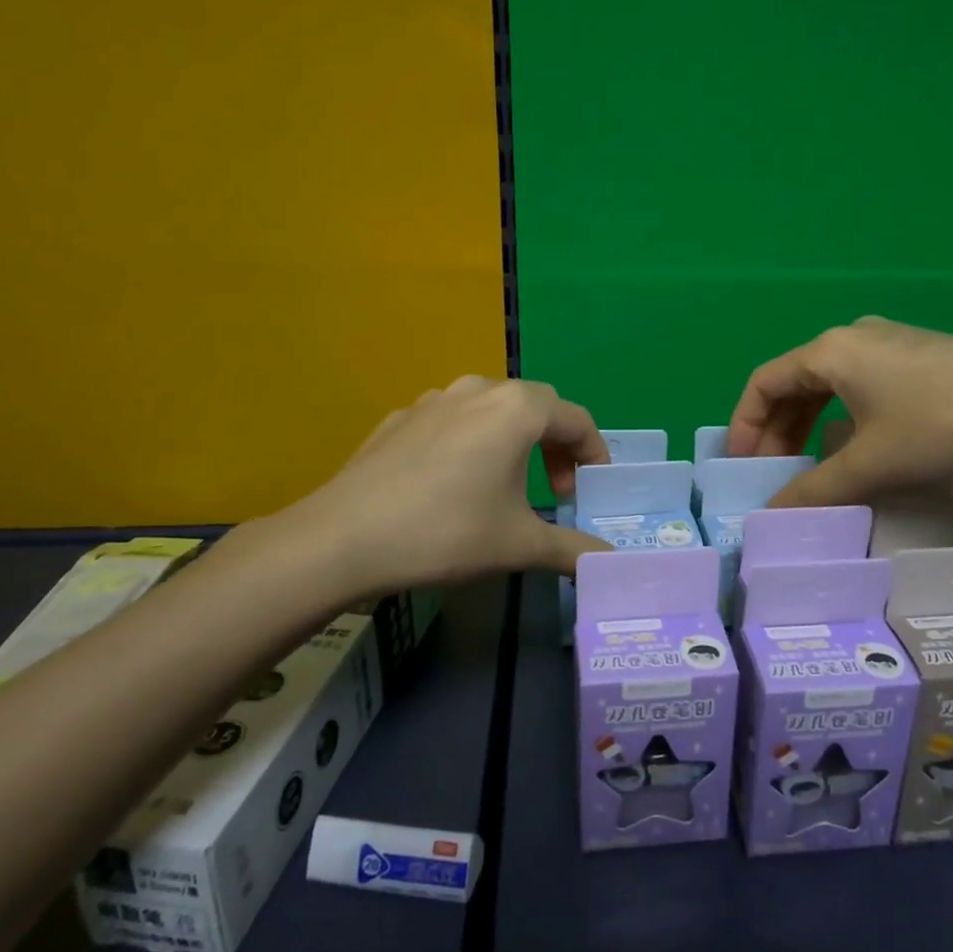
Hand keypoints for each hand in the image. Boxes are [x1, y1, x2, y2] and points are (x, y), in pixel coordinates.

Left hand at [264, 376, 610, 595]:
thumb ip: (572, 550)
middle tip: (554, 489)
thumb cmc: (447, 533)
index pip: (576, 419)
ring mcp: (434, 400)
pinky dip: (469, 442)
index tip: (592, 488)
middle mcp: (479, 390)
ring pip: (490, 408)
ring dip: (512, 439)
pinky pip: (450, 421)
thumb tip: (609, 561)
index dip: (594, 453)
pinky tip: (452, 483)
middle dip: (555, 444)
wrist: (343, 539)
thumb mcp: (519, 546)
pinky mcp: (400, 418)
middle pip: (536, 406)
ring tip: (506, 481)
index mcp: (517, 410)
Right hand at [726, 318, 952, 507]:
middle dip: (776, 430)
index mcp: (829, 351)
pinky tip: (853, 444)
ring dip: (807, 425)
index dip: (744, 425)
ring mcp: (886, 342)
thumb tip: (770, 515)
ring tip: (807, 465)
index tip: (743, 466)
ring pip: (826, 384)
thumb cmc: (940, 423)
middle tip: (774, 473)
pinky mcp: (915, 355)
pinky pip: (856, 383)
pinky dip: (839, 415)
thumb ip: (815, 490)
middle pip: (793, 383)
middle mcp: (851, 337)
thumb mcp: (871, 464)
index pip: (763, 384)